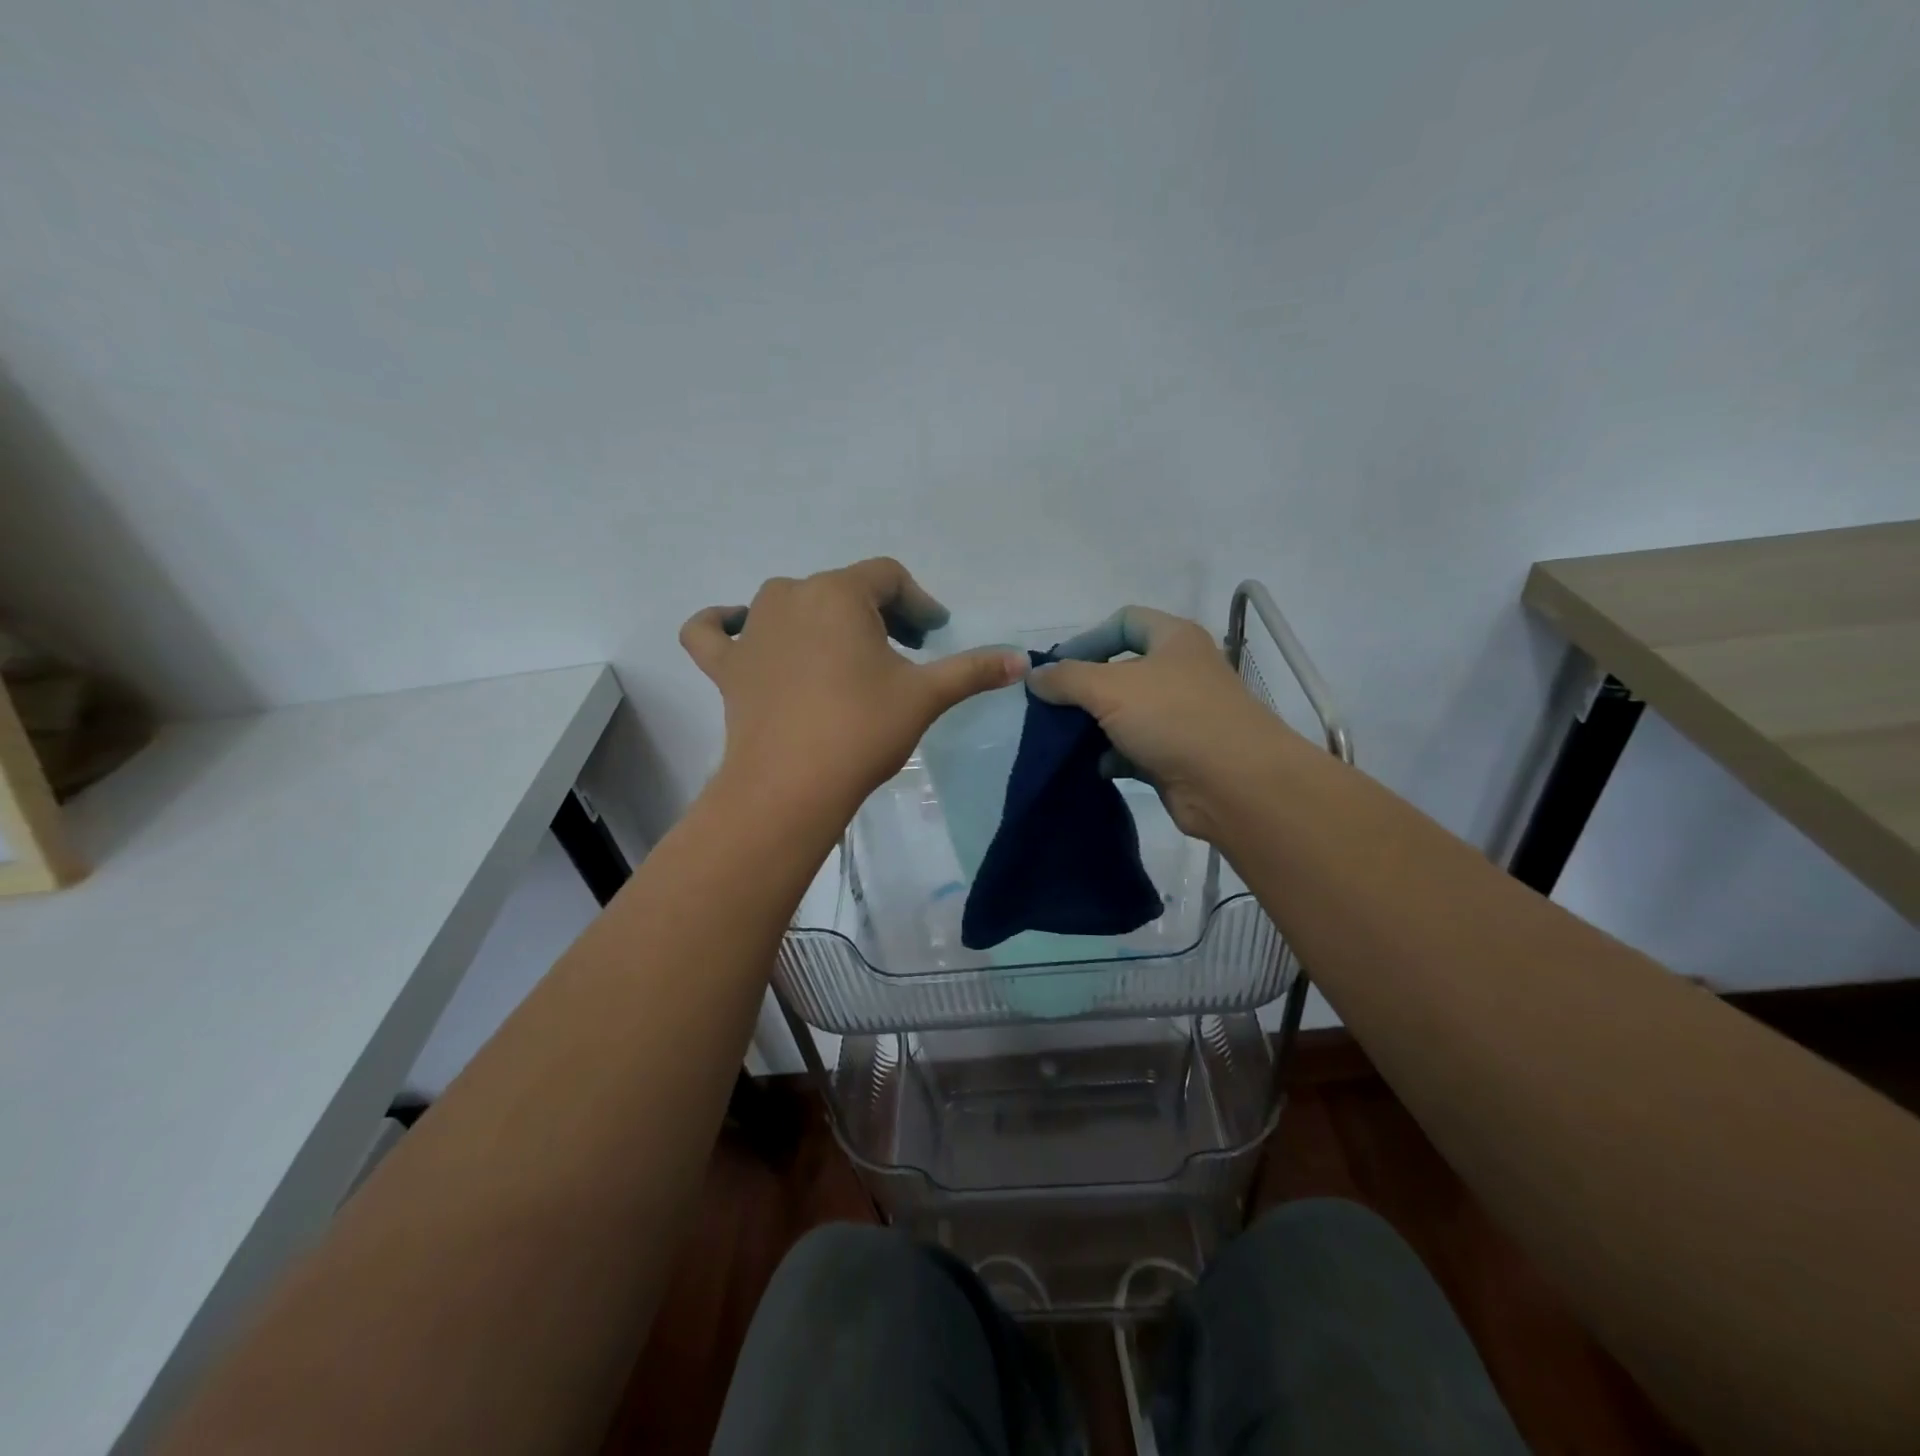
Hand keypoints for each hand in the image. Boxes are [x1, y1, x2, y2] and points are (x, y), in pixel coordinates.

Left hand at [681, 559, 1027, 818]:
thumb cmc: (861, 730)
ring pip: (789, 604)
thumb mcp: (925, 696)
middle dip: (878, 614)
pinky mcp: (725, 666)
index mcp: (840, 593)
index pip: (888, 577)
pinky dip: (724, 626)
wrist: (789, 787)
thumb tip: (1022, 660)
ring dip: (820, 619)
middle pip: (844, 589)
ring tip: (844, 655)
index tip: (935, 635)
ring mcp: (750, 629)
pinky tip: (738, 632)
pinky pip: (714, 632)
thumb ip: (973, 670)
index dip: (918, 602)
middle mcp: (790, 595)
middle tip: (902, 653)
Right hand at [1029, 606, 1286, 840]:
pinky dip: (1112, 755)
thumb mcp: (1110, 688)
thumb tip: (1034, 677)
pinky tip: (1094, 766)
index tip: (1055, 668)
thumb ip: (1066, 678)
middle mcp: (1180, 672)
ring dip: (1094, 725)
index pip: (1124, 621)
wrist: (1235, 785)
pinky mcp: (1178, 754)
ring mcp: (1181, 715)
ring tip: (1063, 739)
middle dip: (1084, 688)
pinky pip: (1135, 748)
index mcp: (1174, 639)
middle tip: (1052, 707)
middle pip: (1121, 669)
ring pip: (1126, 712)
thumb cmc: (1174, 718)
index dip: (1087, 638)